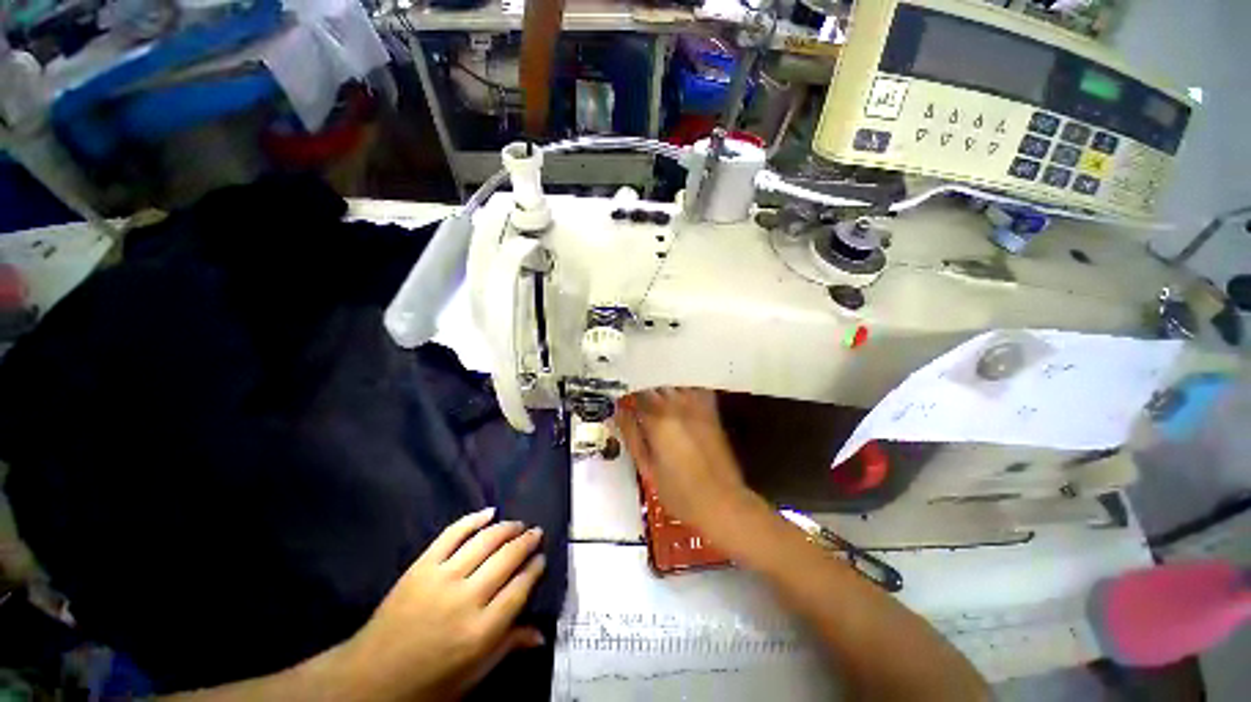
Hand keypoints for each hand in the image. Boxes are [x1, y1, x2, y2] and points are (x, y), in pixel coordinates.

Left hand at [333, 508, 546, 700]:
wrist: (367, 680)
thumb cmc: (426, 685)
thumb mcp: (471, 678)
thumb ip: (506, 648)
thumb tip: (540, 634)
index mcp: (481, 632)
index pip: (519, 589)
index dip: (534, 569)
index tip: (541, 558)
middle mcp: (466, 599)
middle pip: (507, 559)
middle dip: (526, 542)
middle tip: (536, 532)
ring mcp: (442, 578)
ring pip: (485, 541)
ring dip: (506, 527)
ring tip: (518, 523)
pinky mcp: (422, 566)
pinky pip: (452, 534)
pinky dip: (473, 519)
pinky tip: (489, 512)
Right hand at [617, 388, 753, 530]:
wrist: (722, 501)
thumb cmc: (679, 492)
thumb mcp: (647, 468)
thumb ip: (632, 435)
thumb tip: (619, 412)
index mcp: (658, 420)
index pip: (637, 394)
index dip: (627, 394)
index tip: (622, 398)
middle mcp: (677, 406)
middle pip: (656, 384)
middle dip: (644, 386)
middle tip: (636, 396)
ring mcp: (697, 406)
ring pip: (675, 382)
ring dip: (662, 384)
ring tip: (655, 393)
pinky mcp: (711, 411)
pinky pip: (695, 388)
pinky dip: (683, 387)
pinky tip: (678, 394)